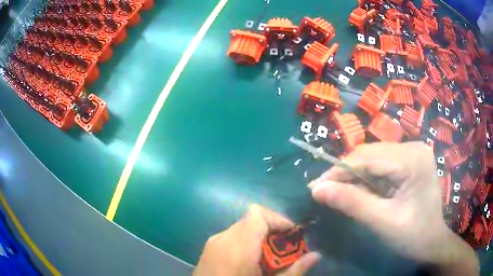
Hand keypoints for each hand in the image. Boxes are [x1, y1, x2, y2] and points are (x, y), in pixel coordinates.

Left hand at [193, 204, 320, 275]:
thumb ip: (294, 271)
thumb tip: (316, 255)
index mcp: (238, 246)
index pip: (258, 214)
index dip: (278, 219)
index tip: (292, 236)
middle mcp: (223, 238)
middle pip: (252, 221)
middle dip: (273, 232)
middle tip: (285, 252)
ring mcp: (213, 243)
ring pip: (243, 229)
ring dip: (260, 239)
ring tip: (269, 260)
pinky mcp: (208, 250)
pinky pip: (232, 238)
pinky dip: (246, 244)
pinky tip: (250, 264)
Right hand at [308, 142, 478, 274]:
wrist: (432, 242)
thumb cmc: (413, 236)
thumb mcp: (382, 222)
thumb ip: (351, 203)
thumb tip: (317, 189)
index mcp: (413, 159)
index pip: (368, 157)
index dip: (338, 170)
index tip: (315, 187)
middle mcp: (414, 147)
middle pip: (371, 154)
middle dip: (345, 173)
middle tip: (324, 191)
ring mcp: (413, 152)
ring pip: (374, 158)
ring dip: (355, 176)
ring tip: (339, 193)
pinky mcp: (410, 160)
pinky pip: (382, 165)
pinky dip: (367, 178)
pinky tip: (361, 191)